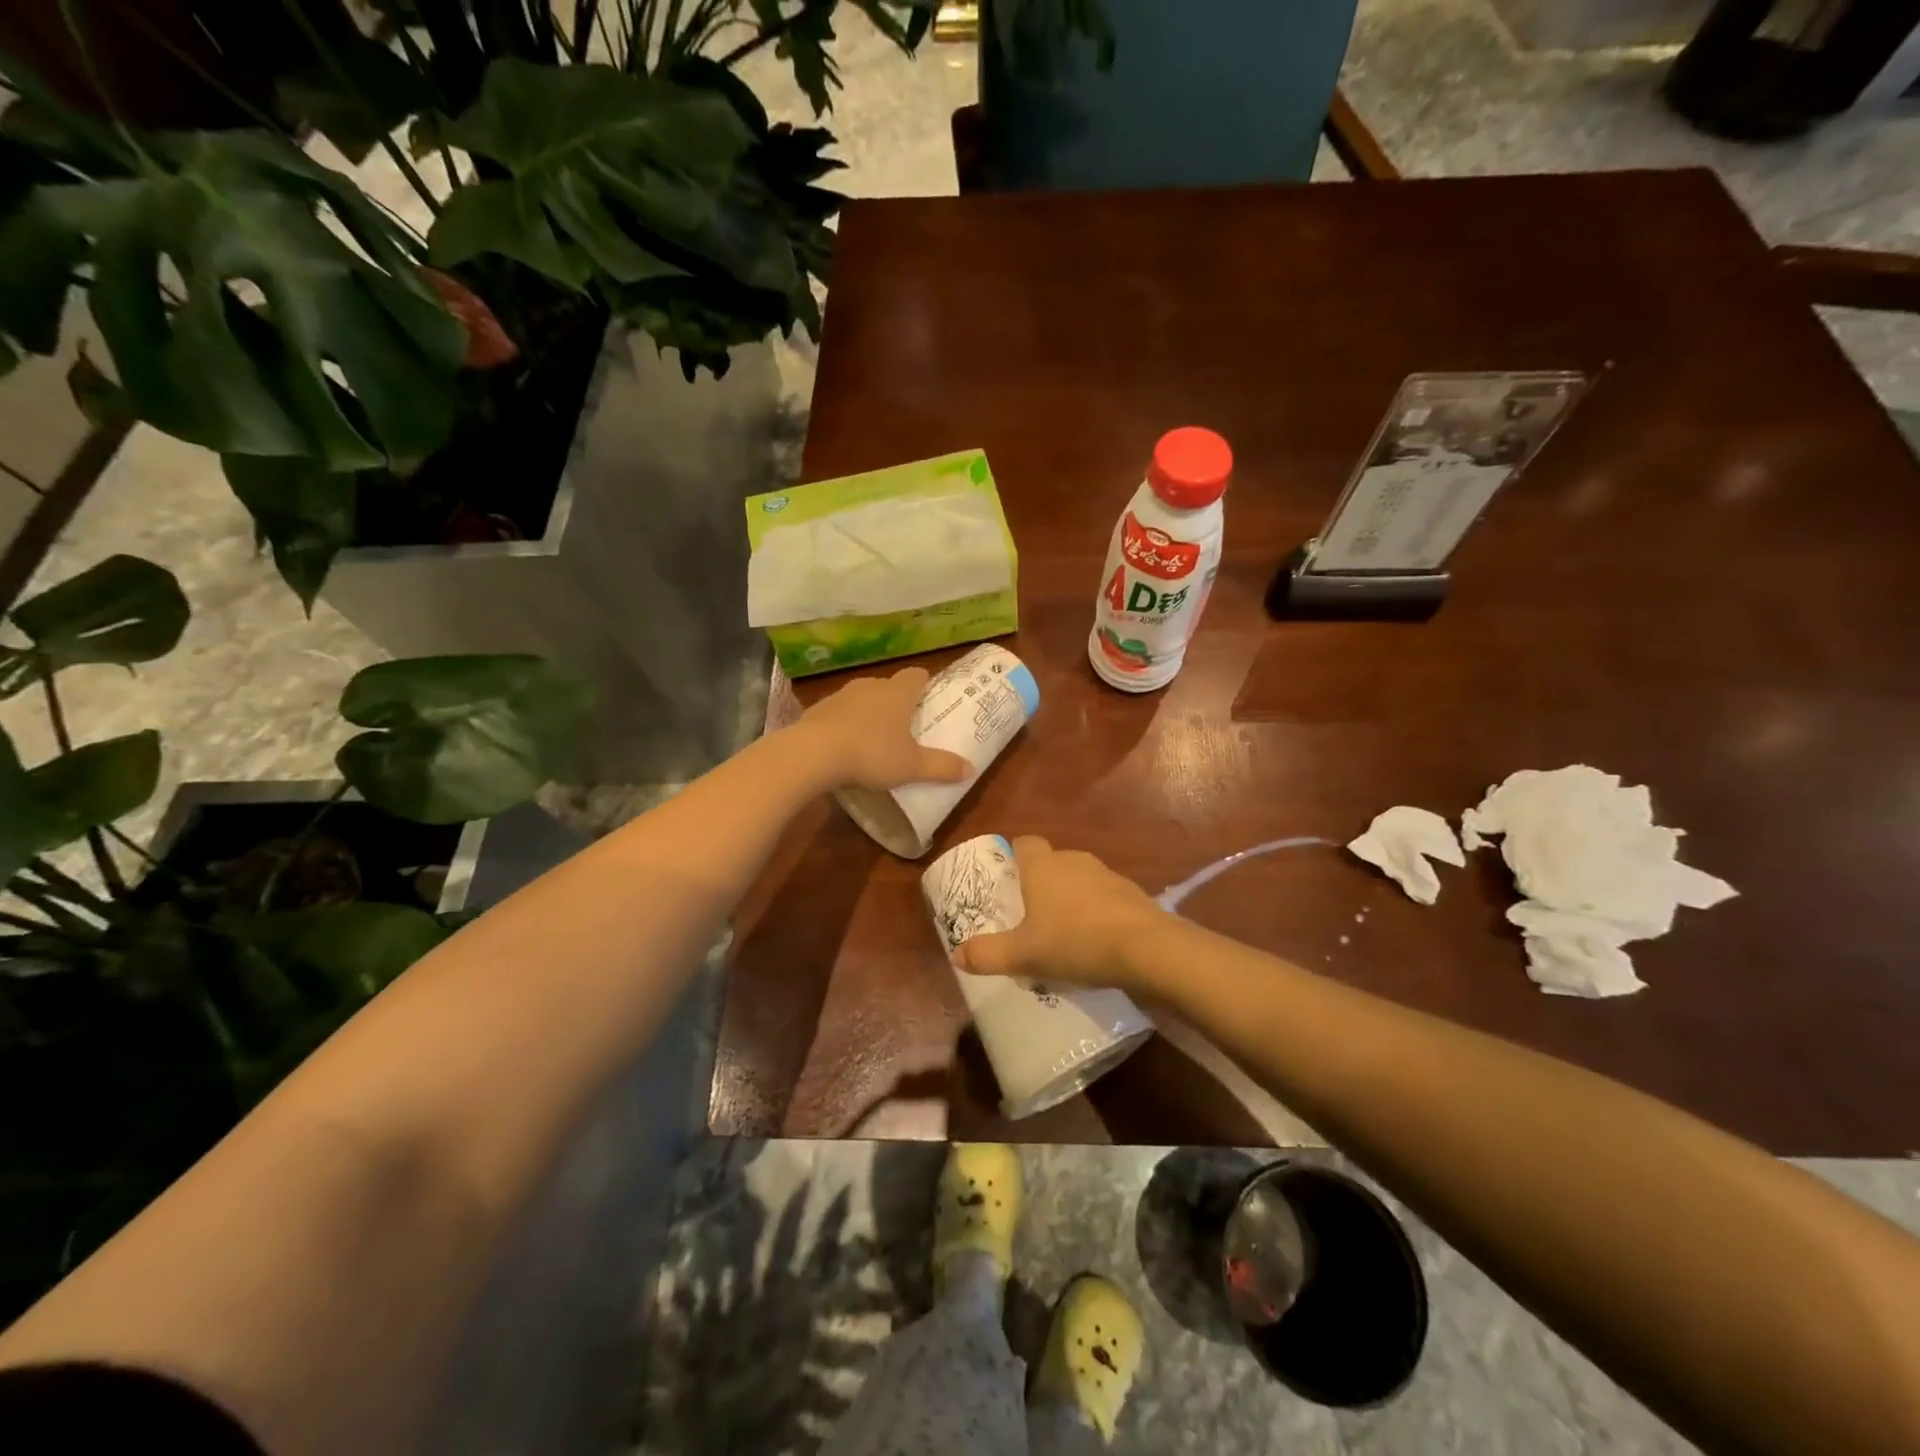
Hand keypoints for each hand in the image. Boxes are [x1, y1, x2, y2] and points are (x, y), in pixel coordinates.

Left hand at [794, 667, 971, 793]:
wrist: (813, 753)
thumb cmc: (871, 754)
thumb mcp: (912, 767)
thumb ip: (941, 767)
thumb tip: (971, 769)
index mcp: (898, 693)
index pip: (917, 675)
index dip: (925, 683)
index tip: (929, 697)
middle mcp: (870, 686)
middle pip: (889, 686)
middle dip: (897, 701)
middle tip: (905, 725)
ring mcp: (841, 695)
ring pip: (862, 697)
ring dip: (869, 712)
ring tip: (874, 738)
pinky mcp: (817, 709)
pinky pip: (838, 712)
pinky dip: (844, 724)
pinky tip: (844, 746)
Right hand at [954, 836, 1168, 996]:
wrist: (1146, 949)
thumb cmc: (1075, 942)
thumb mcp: (1024, 955)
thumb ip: (988, 954)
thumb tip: (956, 955)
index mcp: (1043, 866)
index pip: (1024, 843)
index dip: (1013, 857)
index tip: (1007, 880)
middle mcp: (1074, 860)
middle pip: (1051, 862)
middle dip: (1040, 884)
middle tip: (1030, 915)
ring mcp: (1107, 875)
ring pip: (1080, 880)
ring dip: (1071, 899)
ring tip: (1063, 933)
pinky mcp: (1133, 893)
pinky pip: (1105, 898)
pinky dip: (1097, 913)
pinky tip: (1095, 942)